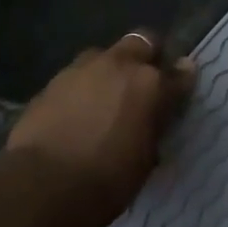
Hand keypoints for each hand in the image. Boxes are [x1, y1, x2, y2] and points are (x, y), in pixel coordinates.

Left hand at [8, 32, 195, 225]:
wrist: (45, 184)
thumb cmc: (108, 180)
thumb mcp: (145, 158)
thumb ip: (153, 126)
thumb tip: (155, 116)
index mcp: (150, 85)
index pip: (179, 74)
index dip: (182, 79)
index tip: (181, 86)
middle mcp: (118, 66)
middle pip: (141, 42)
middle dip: (146, 56)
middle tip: (142, 82)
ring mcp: (81, 69)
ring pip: (103, 56)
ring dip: (109, 70)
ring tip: (104, 97)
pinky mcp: (51, 82)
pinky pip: (75, 77)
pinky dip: (81, 89)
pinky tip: (75, 112)